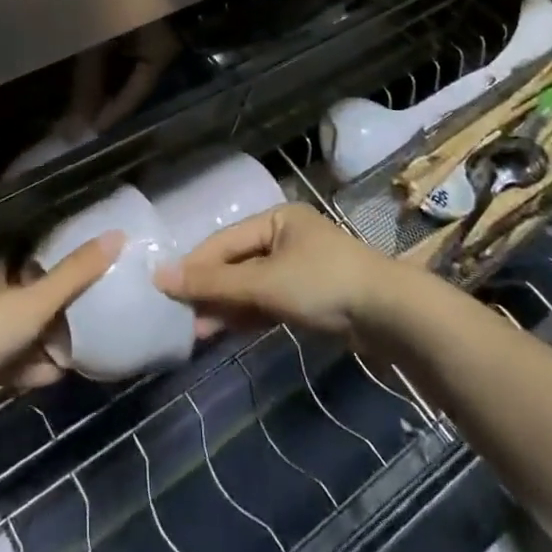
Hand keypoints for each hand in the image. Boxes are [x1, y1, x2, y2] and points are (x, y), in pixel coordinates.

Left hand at [0, 232, 122, 407]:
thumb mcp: (36, 300)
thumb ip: (76, 273)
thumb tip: (118, 234)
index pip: (36, 262)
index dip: (63, 269)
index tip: (94, 278)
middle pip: (32, 300)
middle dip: (61, 314)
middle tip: (95, 322)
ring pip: (23, 335)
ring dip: (48, 346)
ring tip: (81, 355)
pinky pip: (12, 364)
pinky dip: (31, 369)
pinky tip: (53, 377)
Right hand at [155, 204, 393, 341]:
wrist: (392, 317)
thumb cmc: (324, 285)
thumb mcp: (265, 283)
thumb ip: (214, 284)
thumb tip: (159, 277)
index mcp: (277, 219)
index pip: (224, 242)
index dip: (194, 266)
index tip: (164, 289)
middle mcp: (286, 237)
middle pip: (237, 263)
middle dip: (210, 290)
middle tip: (180, 317)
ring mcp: (300, 268)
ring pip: (252, 285)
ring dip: (226, 307)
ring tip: (197, 331)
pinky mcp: (311, 298)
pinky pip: (269, 302)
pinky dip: (248, 315)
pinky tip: (227, 332)